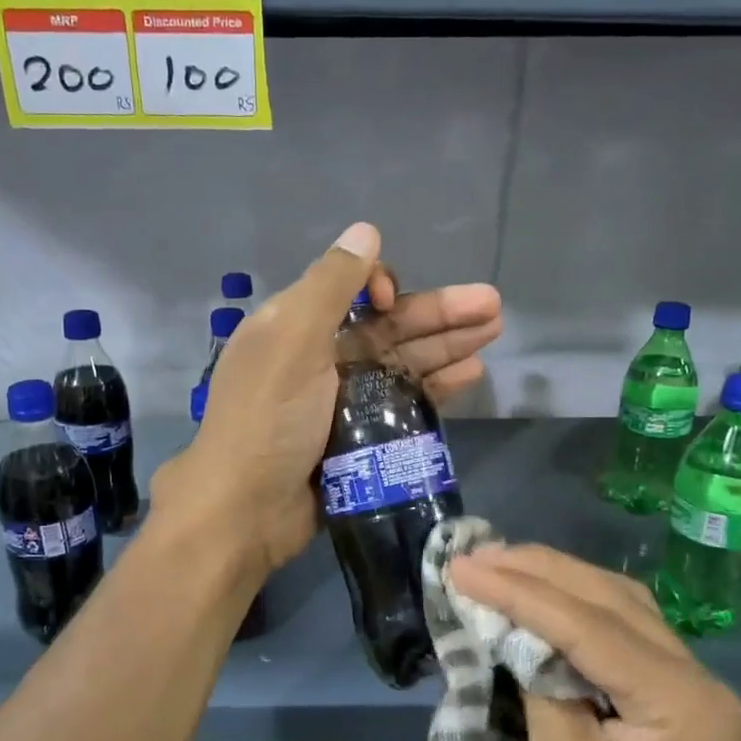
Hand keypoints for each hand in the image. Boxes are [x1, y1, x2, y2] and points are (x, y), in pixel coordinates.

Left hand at [153, 222, 501, 571]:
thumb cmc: (267, 419)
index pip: (350, 292)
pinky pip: (404, 404)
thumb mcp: (292, 341)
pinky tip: (469, 375)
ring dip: (446, 347)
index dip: (382, 288)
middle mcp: (320, 359)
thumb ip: (330, 285)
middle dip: (439, 314)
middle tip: (493, 307)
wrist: (247, 511)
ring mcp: (342, 402)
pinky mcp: (361, 439)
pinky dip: (434, 388)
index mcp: (296, 328)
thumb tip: (365, 229)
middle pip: (387, 328)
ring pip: (402, 364)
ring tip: (493, 333)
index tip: (394, 301)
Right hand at [447, 544, 740, 740]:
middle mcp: (700, 679)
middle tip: (476, 555)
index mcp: (682, 701)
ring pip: (622, 607)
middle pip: (611, 599)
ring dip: (559, 580)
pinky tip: (542, 599)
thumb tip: (513, 632)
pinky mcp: (678, 700)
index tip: (462, 567)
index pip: (588, 624)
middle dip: (538, 571)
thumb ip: (542, 691)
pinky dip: (577, 609)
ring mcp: (695, 687)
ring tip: (501, 564)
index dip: (518, 591)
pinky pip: (625, 633)